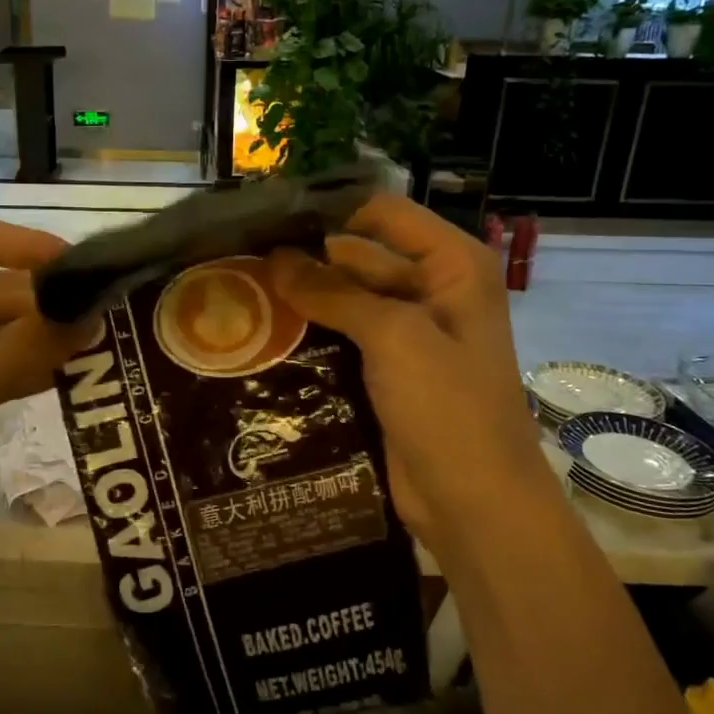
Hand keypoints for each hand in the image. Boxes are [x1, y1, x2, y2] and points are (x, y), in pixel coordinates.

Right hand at [270, 196, 550, 571]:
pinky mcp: (387, 371)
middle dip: (306, 256)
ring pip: (346, 300)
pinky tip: (261, 331)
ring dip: (303, 297)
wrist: (474, 503)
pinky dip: (311, 333)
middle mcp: (432, 289)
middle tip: (239, 255)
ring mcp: (409, 334)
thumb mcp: (394, 337)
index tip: (268, 214)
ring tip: (239, 288)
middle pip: (360, 256)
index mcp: (452, 266)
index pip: (382, 214)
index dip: (329, 210)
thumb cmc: (449, 408)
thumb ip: (334, 292)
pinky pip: (343, 339)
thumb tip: (275, 257)